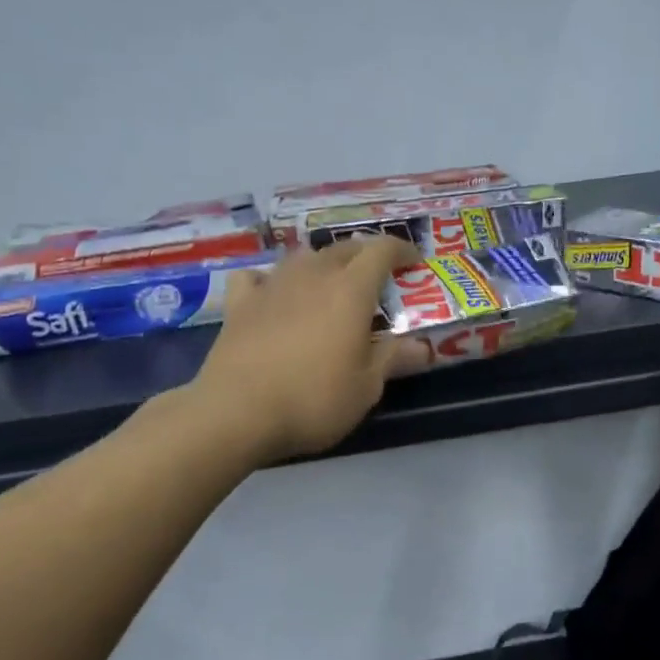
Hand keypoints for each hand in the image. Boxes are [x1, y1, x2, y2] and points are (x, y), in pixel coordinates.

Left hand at [193, 235, 422, 462]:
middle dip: (365, 255)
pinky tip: (272, 293)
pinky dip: (271, 279)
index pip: (381, 250)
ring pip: (302, 257)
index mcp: (350, 290)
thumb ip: (392, 359)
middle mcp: (312, 275)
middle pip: (343, 248)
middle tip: (376, 275)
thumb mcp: (365, 387)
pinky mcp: (240, 302)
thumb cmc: (314, 399)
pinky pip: (258, 276)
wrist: (238, 411)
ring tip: (328, 283)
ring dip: (321, 263)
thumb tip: (422, 347)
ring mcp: (272, 284)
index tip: (413, 260)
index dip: (401, 249)